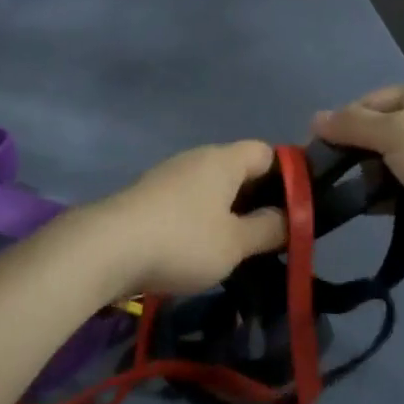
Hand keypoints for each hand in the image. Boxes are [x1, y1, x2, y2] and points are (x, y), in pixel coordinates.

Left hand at [85, 141, 287, 299]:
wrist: (106, 249)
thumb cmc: (182, 241)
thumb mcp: (235, 243)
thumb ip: (268, 229)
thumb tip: (290, 217)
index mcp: (223, 160)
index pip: (266, 152)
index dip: (287, 175)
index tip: (297, 209)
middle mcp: (197, 159)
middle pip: (239, 170)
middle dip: (258, 199)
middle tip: (272, 236)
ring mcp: (169, 176)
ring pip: (212, 188)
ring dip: (228, 213)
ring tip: (239, 249)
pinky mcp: (149, 198)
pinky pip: (188, 203)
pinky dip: (202, 221)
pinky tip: (201, 251)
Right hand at [312, 81, 403, 269]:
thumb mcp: (395, 131)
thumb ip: (353, 125)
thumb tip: (315, 118)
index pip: (376, 100)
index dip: (346, 118)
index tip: (318, 144)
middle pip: (384, 131)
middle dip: (357, 150)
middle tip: (327, 171)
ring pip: (394, 162)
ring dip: (371, 176)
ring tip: (344, 192)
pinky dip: (387, 197)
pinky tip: (364, 208)